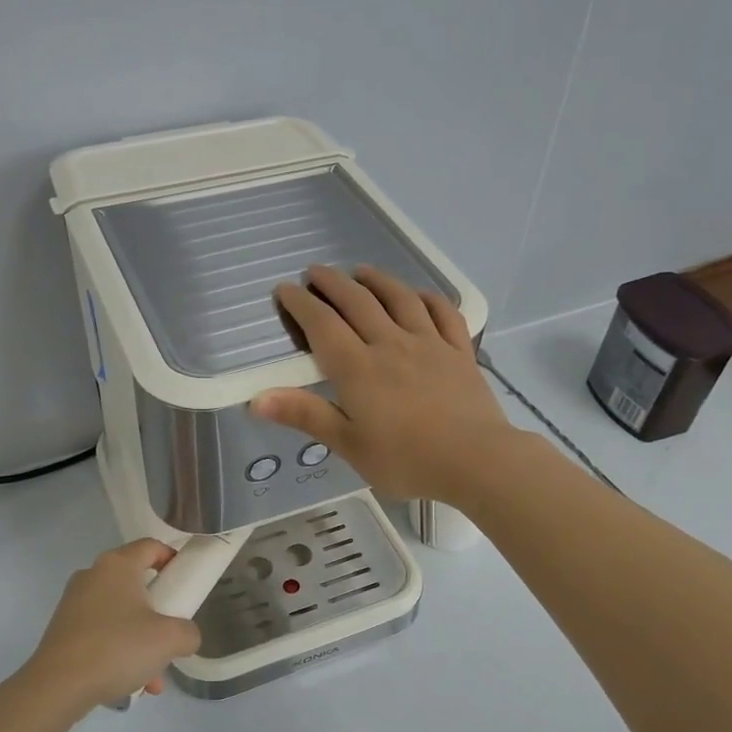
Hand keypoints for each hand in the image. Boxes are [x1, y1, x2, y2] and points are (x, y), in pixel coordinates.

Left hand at [22, 539, 201, 711]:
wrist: (57, 687)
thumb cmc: (117, 648)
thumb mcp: (169, 640)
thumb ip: (188, 632)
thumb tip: (184, 636)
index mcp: (117, 565)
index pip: (151, 546)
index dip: (174, 559)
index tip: (187, 583)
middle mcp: (93, 576)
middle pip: (137, 584)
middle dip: (160, 612)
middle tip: (172, 634)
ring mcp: (74, 603)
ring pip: (121, 615)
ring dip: (142, 640)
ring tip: (154, 676)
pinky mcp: (64, 629)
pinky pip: (102, 633)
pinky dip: (120, 652)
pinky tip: (131, 684)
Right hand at [252, 264, 526, 505]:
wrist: (475, 459)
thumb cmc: (405, 458)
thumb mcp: (348, 443)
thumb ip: (305, 415)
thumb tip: (256, 399)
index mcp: (358, 368)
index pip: (322, 324)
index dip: (300, 303)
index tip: (284, 289)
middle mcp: (390, 344)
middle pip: (358, 302)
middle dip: (333, 283)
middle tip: (315, 272)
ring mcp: (429, 343)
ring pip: (400, 299)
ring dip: (377, 280)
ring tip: (361, 272)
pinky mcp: (459, 351)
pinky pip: (444, 313)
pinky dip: (428, 298)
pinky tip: (419, 295)